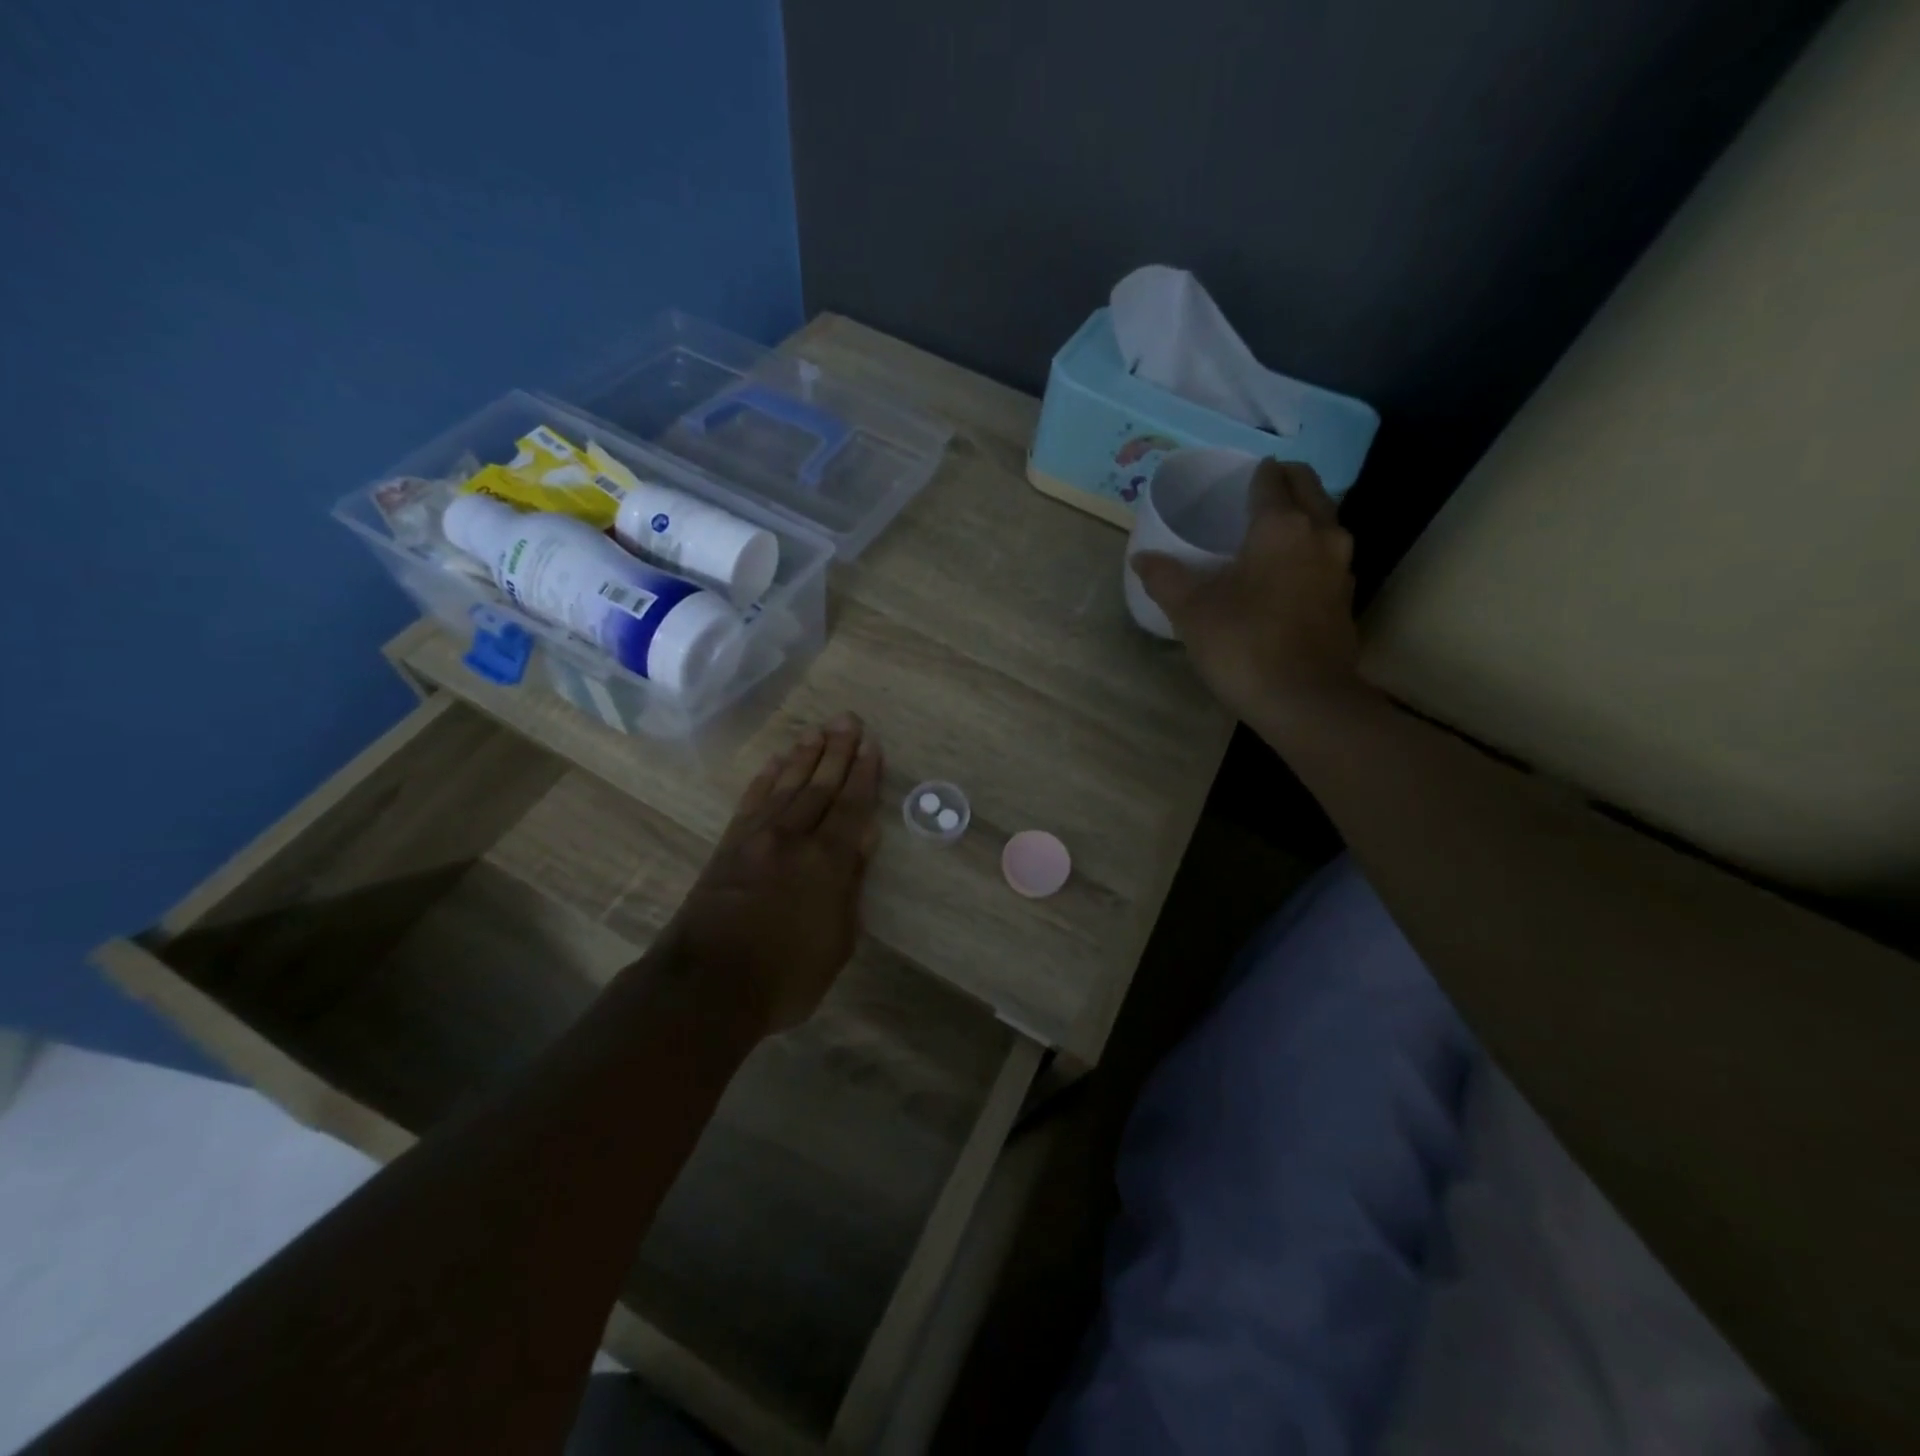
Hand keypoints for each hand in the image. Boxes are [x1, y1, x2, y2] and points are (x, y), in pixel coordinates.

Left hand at [665, 713, 882, 1035]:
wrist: (706, 987)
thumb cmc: (786, 976)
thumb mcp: (838, 940)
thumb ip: (851, 883)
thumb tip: (865, 836)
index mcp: (827, 861)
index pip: (852, 807)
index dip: (864, 774)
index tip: (872, 745)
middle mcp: (793, 838)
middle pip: (819, 786)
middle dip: (837, 751)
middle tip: (848, 719)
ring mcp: (756, 839)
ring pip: (786, 786)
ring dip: (804, 756)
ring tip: (817, 731)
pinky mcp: (728, 847)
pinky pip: (751, 802)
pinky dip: (765, 779)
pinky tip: (775, 764)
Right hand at [1132, 459, 1365, 729]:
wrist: (1304, 701)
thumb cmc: (1244, 645)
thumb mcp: (1192, 611)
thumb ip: (1165, 578)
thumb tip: (1142, 558)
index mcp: (1282, 526)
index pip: (1271, 478)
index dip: (1252, 473)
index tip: (1232, 480)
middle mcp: (1321, 533)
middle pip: (1307, 488)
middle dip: (1282, 483)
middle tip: (1248, 498)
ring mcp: (1340, 566)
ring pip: (1322, 521)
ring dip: (1299, 517)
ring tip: (1264, 535)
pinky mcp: (1345, 597)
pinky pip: (1325, 556)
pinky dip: (1306, 551)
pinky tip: (1282, 575)